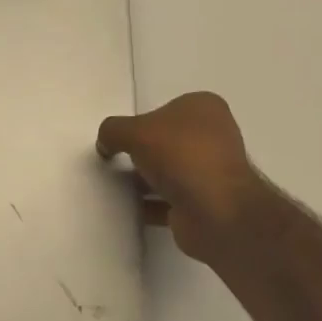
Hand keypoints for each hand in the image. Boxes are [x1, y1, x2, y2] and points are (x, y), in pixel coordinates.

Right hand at [97, 92, 262, 265]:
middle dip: (145, 151)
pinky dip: (152, 203)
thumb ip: (113, 131)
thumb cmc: (181, 155)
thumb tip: (105, 144)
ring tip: (117, 185)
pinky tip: (130, 208)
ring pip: (171, 171)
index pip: (167, 108)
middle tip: (118, 159)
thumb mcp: (135, 131)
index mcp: (205, 108)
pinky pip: (171, 199)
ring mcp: (213, 172)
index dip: (144, 121)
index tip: (125, 136)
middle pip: (168, 140)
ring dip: (147, 179)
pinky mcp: (207, 203)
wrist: (216, 212)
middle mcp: (214, 136)